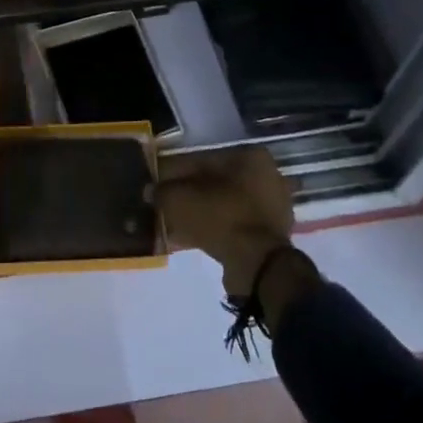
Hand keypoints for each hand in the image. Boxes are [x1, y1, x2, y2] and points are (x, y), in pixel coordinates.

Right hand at [158, 148, 302, 300]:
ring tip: (173, 224)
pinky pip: (233, 224)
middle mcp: (266, 176)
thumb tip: (150, 191)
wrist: (258, 265)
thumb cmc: (222, 218)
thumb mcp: (181, 200)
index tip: (158, 186)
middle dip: (189, 193)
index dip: (175, 173)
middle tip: (165, 205)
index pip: (202, 159)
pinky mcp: (270, 234)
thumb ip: (162, 191)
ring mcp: (272, 206)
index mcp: (250, 157)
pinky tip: (189, 238)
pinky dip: (213, 228)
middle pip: (215, 182)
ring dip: (199, 212)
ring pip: (223, 204)